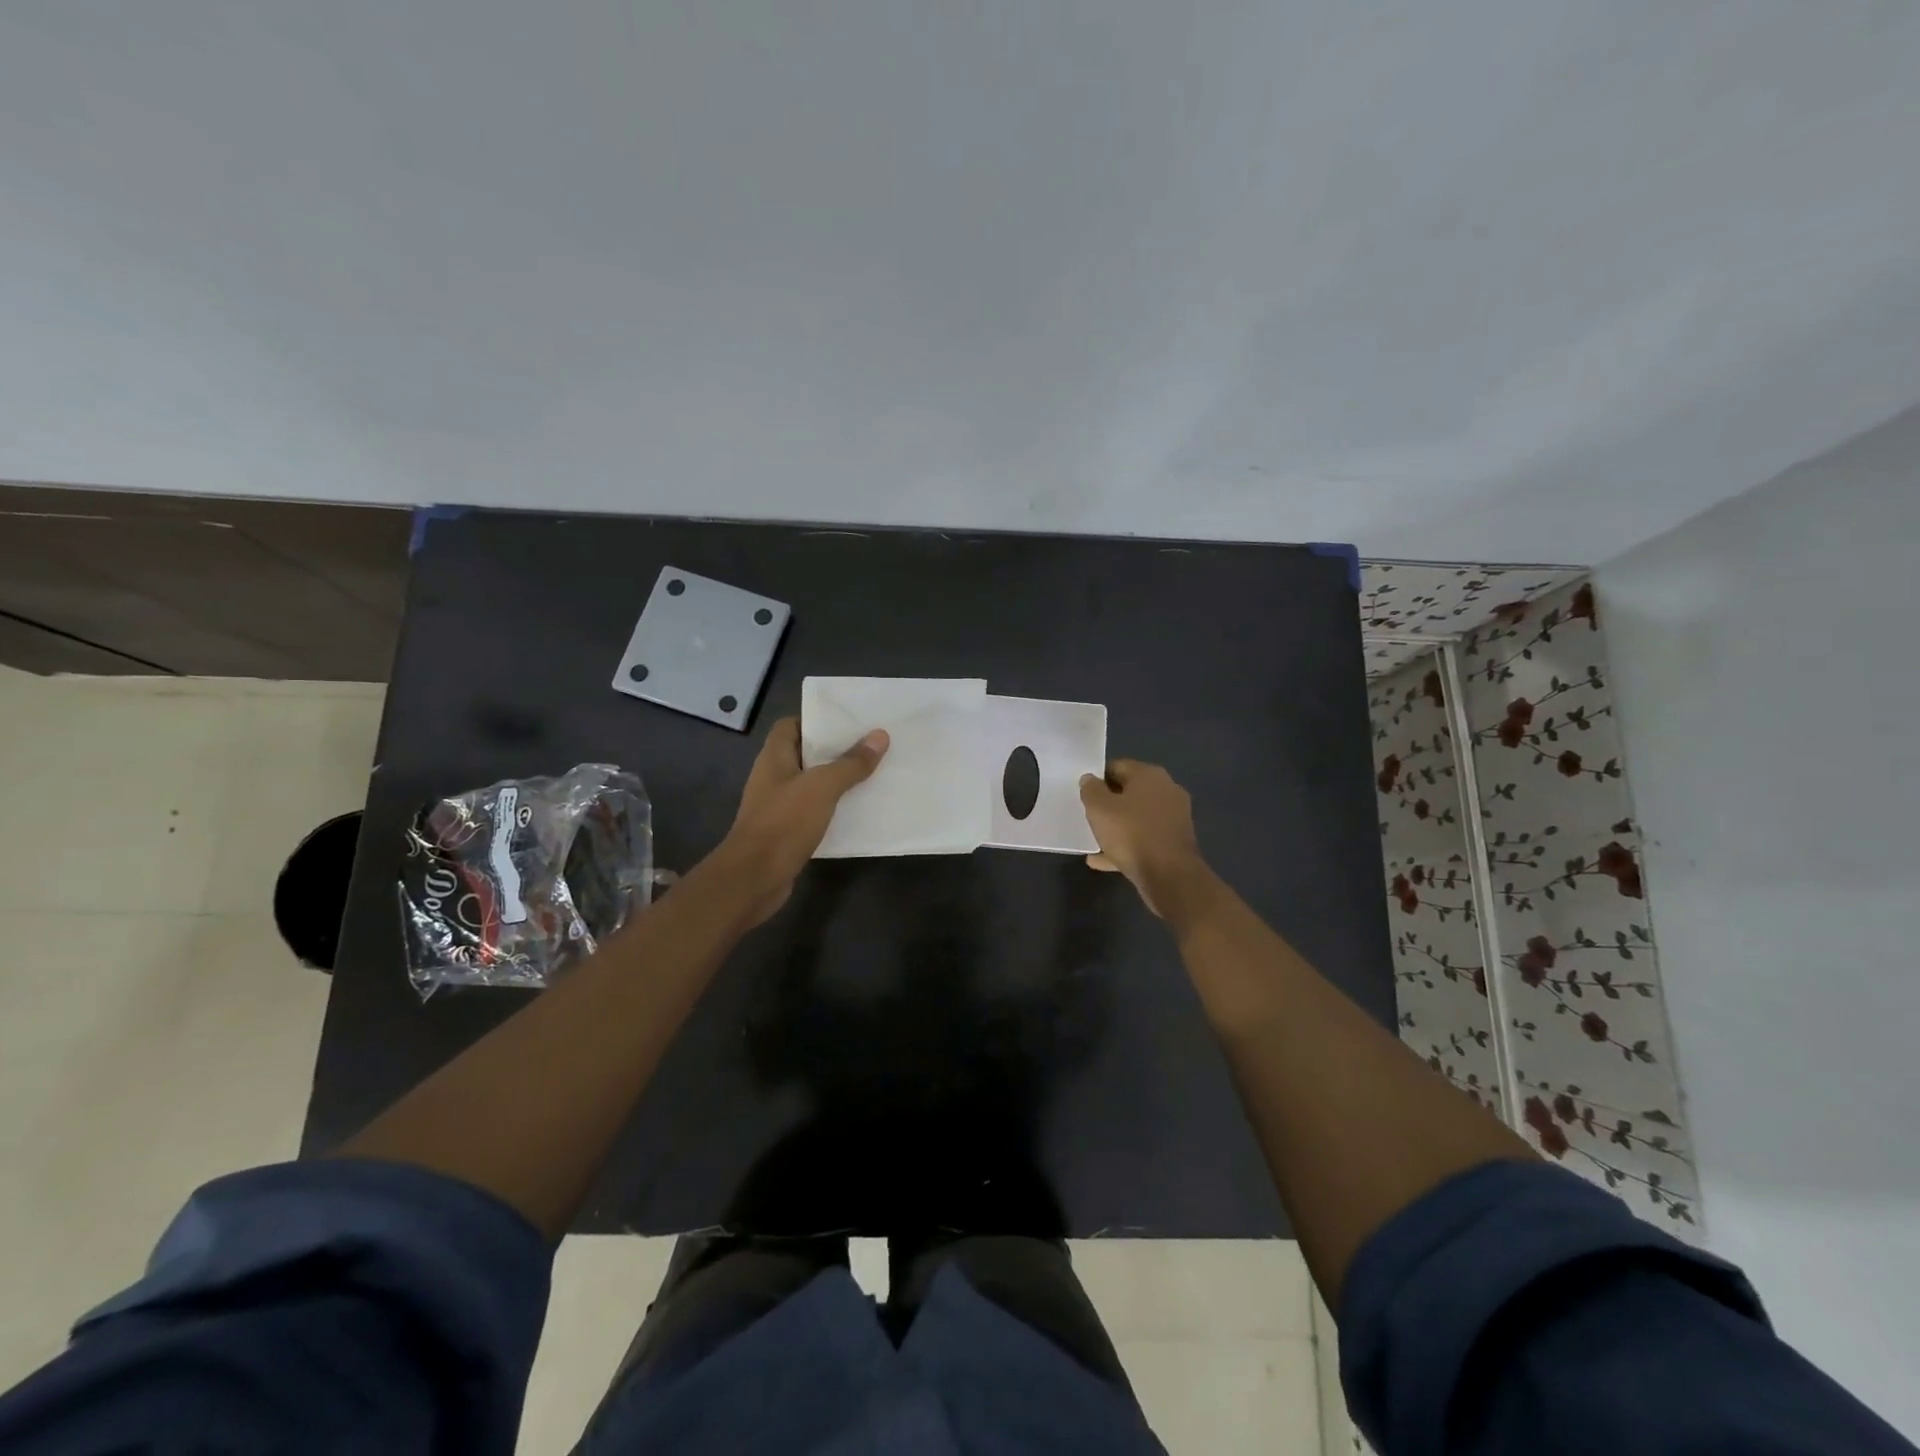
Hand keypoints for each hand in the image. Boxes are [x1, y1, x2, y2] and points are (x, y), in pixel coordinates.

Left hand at [717, 717, 888, 924]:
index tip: (848, 723)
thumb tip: (880, 736)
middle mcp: (773, 777)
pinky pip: (813, 812)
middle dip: (834, 751)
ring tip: (871, 775)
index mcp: (774, 758)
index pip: (790, 726)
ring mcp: (778, 806)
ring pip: (811, 785)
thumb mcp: (822, 787)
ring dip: (836, 781)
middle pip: (805, 754)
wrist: (754, 879)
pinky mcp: (786, 832)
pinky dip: (833, 809)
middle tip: (870, 747)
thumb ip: (851, 763)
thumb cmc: (784, 823)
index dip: (816, 721)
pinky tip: (857, 811)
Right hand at [1079, 759, 1212, 919]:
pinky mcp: (1175, 841)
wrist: (1170, 876)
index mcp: (1149, 775)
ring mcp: (1174, 817)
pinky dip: (1126, 845)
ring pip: (1137, 817)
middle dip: (1108, 803)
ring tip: (1094, 839)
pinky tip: (1103, 860)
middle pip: (1129, 791)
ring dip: (1116, 826)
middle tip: (1088, 815)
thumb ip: (1090, 790)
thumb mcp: (1099, 808)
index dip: (1097, 778)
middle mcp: (1166, 790)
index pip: (1117, 766)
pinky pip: (1144, 838)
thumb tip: (1090, 779)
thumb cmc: (1132, 834)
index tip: (1083, 794)